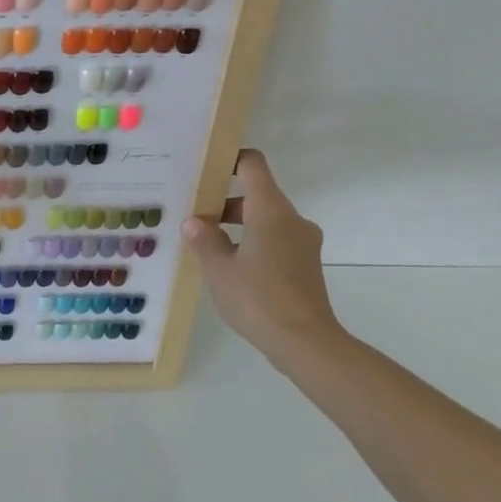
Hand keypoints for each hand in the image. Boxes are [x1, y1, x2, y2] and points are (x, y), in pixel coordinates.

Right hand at [183, 149, 342, 358]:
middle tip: (194, 215)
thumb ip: (204, 240)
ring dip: (237, 226)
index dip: (230, 158)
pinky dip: (252, 243)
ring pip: (266, 220)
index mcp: (270, 211)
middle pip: (257, 194)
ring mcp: (303, 243)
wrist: (305, 343)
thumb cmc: (257, 298)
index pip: (253, 165)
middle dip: (224, 202)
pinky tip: (231, 267)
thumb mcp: (218, 269)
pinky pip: (275, 240)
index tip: (205, 166)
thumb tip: (195, 222)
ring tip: (207, 245)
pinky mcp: (306, 265)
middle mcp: (291, 220)